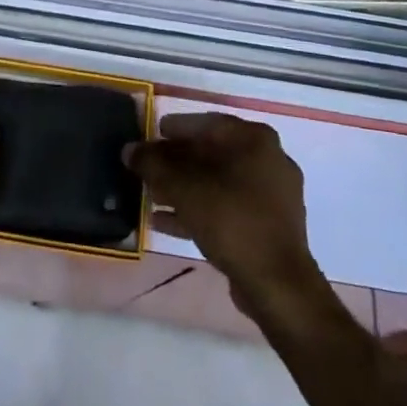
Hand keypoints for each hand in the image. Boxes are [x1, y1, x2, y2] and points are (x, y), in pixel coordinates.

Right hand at [125, 113, 324, 319]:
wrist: (276, 282)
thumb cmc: (230, 218)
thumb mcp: (183, 187)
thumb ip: (153, 163)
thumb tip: (130, 149)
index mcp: (254, 138)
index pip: (206, 123)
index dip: (175, 128)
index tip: (152, 133)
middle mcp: (268, 159)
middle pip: (212, 153)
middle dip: (177, 162)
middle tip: (149, 168)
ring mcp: (273, 194)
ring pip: (219, 183)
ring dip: (185, 188)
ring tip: (152, 197)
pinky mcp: (270, 226)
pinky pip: (228, 208)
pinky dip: (200, 210)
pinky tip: (167, 222)